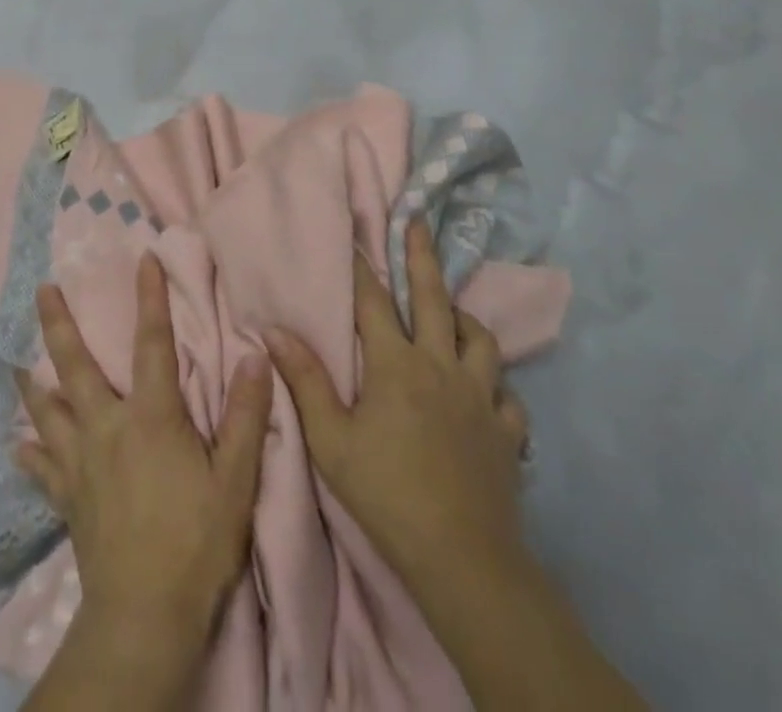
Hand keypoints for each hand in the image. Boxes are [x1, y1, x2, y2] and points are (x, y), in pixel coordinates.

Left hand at [14, 252, 274, 646]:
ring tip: (17, 362)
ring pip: (48, 410)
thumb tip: (255, 358)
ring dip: (33, 383)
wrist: (145, 615)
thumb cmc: (196, 542)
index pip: (153, 342)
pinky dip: (31, 454)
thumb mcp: (235, 480)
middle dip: (59, 323)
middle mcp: (107, 427)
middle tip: (42, 289)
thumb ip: (245, 417)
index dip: (150, 297)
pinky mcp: (67, 498)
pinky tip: (19, 447)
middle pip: (76, 366)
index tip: (142, 257)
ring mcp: (80, 462)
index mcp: (150, 416)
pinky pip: (42, 469)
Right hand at [265, 220, 531, 584]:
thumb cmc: (386, 493)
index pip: (373, 301)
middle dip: (423, 257)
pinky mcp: (506, 432)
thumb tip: (274, 330)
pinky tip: (486, 392)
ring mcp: (480, 398)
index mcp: (396, 364)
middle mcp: (441, 367)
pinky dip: (495, 385)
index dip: (360, 266)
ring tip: (452, 312)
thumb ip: (305, 380)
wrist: (461, 558)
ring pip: (480, 340)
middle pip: (434, 299)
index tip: (353, 232)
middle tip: (419, 223)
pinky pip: (508, 396)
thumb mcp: (330, 439)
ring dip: (464, 319)